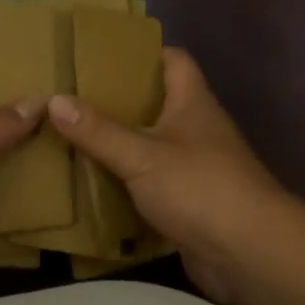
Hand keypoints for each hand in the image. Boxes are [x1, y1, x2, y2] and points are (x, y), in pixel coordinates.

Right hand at [47, 49, 286, 304]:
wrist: (250, 253)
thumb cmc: (200, 187)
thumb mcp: (142, 155)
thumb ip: (99, 130)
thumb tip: (54, 98)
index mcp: (192, 100)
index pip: (173, 58)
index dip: (142, 51)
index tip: (102, 53)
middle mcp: (196, 126)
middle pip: (157, 101)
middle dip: (119, 99)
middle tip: (75, 96)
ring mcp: (196, 165)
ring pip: (152, 144)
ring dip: (121, 142)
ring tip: (74, 135)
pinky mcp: (191, 202)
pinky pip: (153, 182)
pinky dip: (128, 181)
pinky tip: (94, 182)